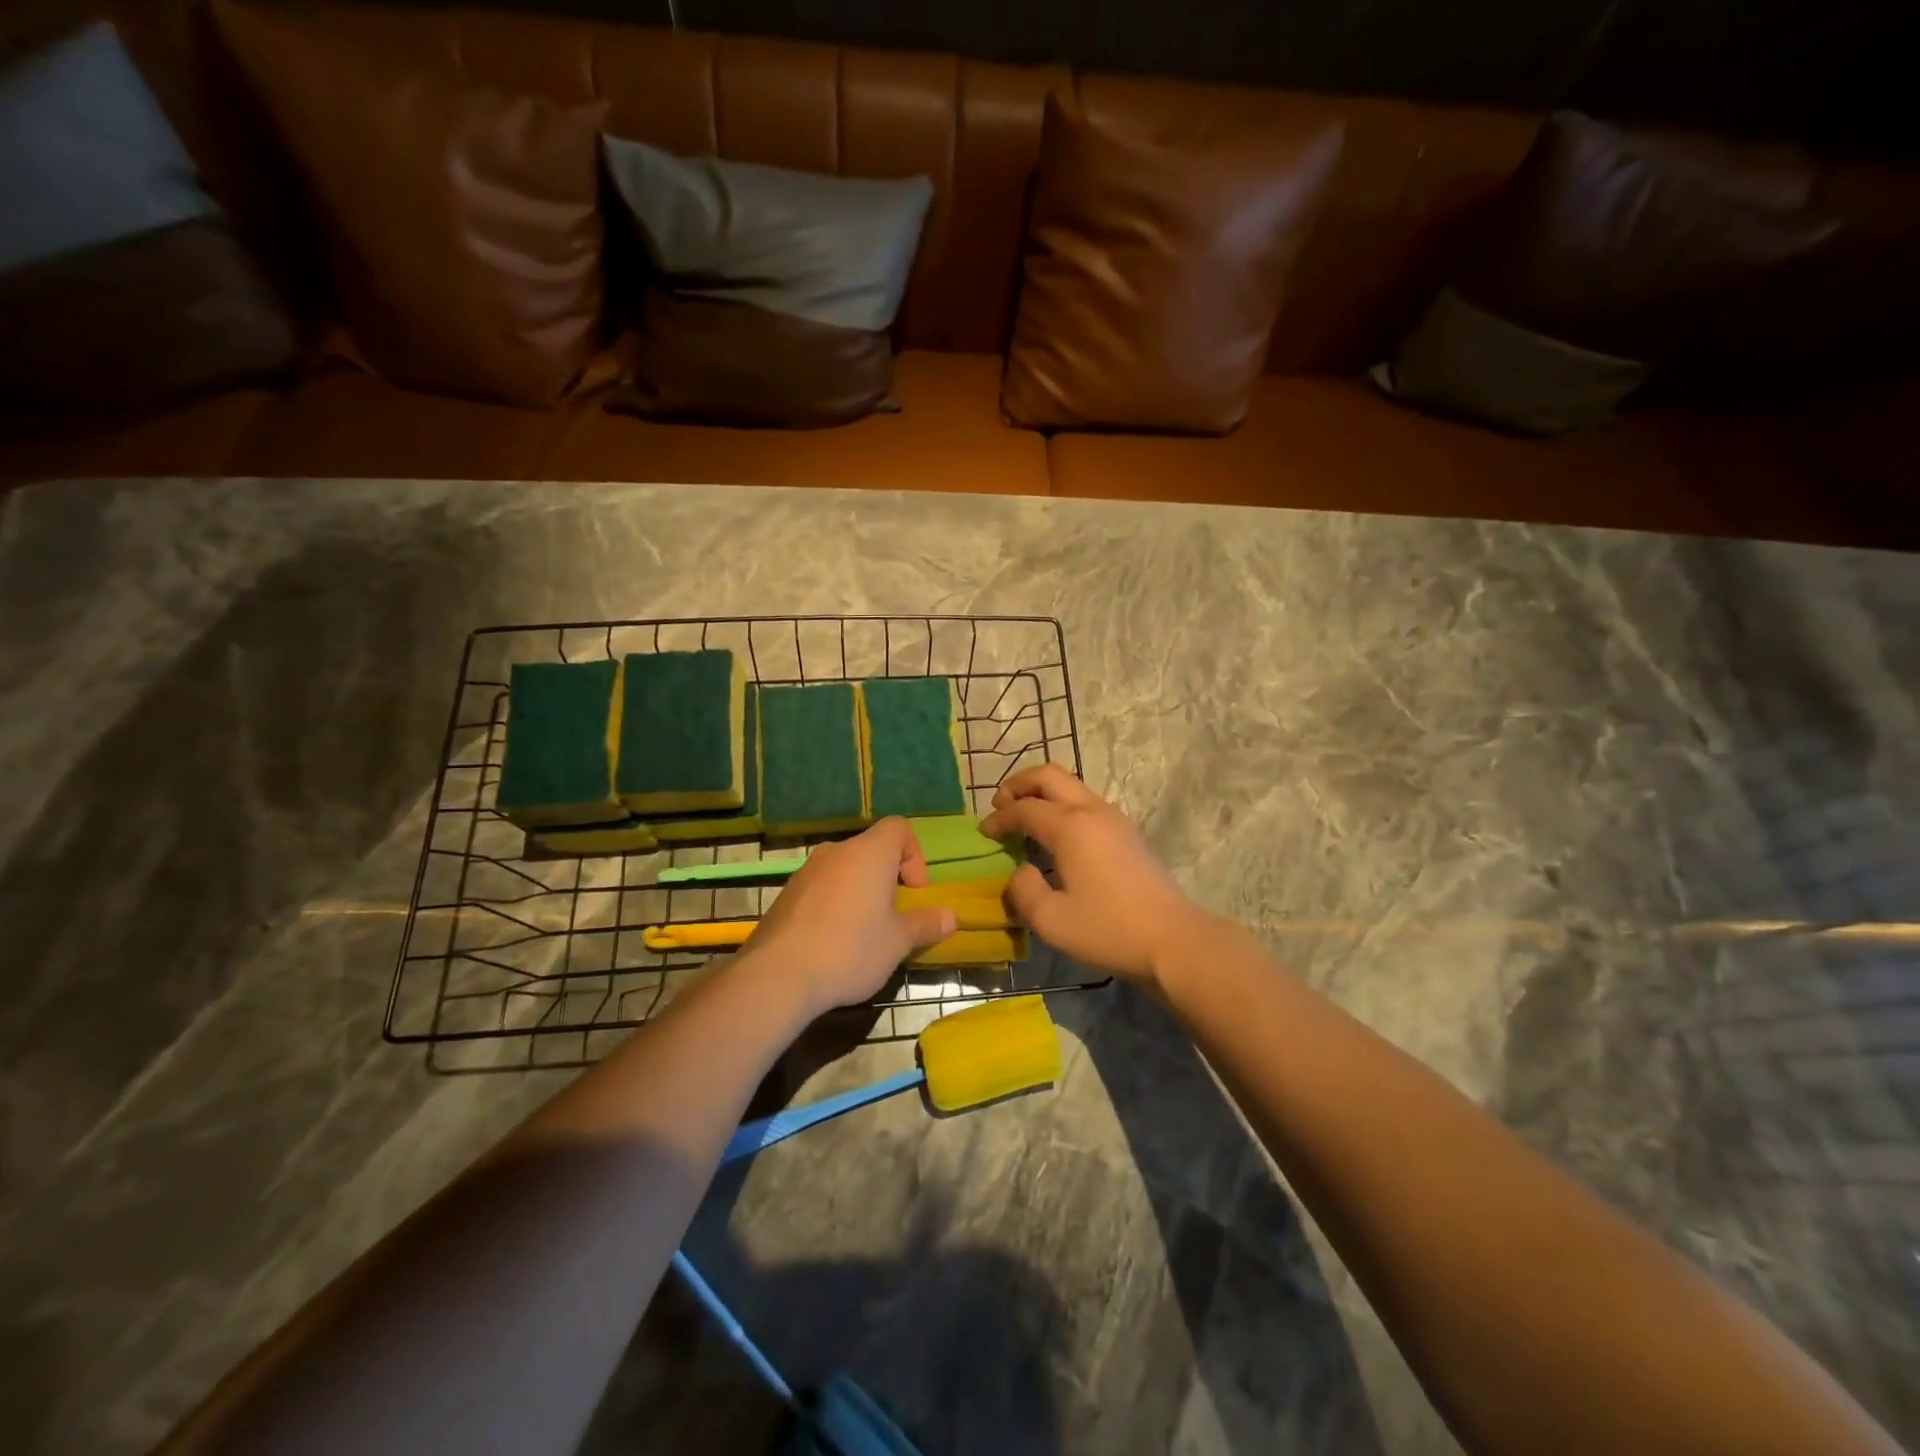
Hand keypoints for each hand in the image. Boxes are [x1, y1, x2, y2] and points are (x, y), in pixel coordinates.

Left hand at [741, 817, 957, 1016]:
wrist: (778, 976)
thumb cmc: (851, 949)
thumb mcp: (898, 942)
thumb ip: (926, 924)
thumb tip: (951, 917)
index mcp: (869, 853)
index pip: (899, 828)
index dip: (914, 856)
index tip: (914, 894)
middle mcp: (836, 852)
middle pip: (871, 851)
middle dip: (888, 879)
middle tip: (893, 918)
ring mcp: (805, 872)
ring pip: (844, 871)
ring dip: (860, 894)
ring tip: (863, 935)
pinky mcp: (785, 896)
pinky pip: (820, 890)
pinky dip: (833, 906)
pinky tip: (832, 944)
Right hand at [980, 764, 1209, 985]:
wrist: (1172, 939)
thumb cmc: (1108, 929)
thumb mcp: (1050, 920)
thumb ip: (1023, 891)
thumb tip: (1020, 872)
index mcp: (1070, 826)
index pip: (1024, 808)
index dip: (999, 818)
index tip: (983, 833)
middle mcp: (1091, 810)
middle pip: (1049, 775)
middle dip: (1019, 784)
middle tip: (1000, 805)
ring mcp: (1114, 818)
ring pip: (1071, 785)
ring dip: (1042, 793)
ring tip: (1025, 819)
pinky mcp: (1127, 832)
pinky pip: (1086, 802)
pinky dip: (1062, 806)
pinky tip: (1056, 837)